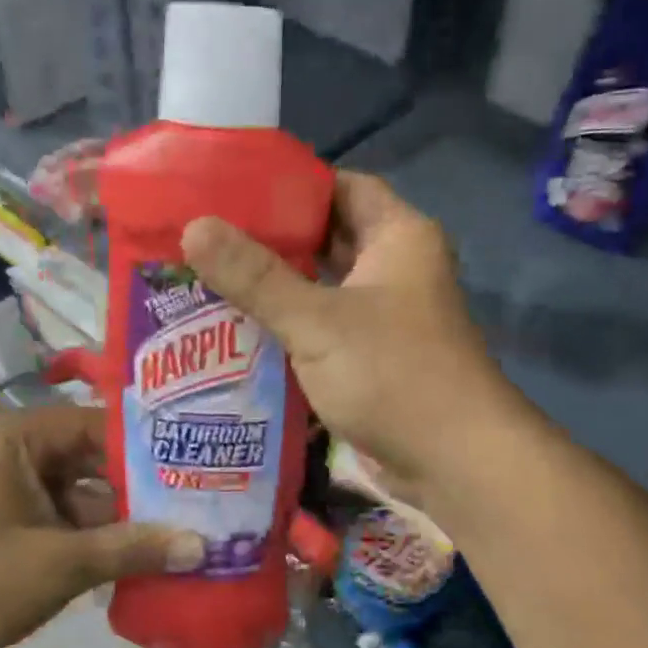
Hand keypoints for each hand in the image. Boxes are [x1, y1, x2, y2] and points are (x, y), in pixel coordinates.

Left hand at [0, 404, 202, 647]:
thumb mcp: (64, 563)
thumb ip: (134, 549)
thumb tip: (202, 547)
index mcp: (11, 439)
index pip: (91, 423)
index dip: (142, 443)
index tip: (191, 461)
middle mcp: (7, 451)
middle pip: (86, 456)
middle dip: (134, 484)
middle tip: (193, 496)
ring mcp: (4, 486)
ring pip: (76, 488)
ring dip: (117, 513)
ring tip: (178, 525)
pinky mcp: (5, 516)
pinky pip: (59, 512)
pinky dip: (92, 531)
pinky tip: (137, 550)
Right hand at [181, 173, 518, 505]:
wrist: (453, 461)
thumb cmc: (392, 374)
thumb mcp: (317, 320)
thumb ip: (255, 277)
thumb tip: (194, 228)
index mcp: (397, 238)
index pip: (341, 188)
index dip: (290, 185)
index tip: (234, 190)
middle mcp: (394, 271)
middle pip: (326, 241)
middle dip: (271, 242)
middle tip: (207, 240)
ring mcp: (384, 319)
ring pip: (321, 291)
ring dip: (275, 291)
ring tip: (209, 282)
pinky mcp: (371, 362)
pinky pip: (322, 333)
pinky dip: (288, 331)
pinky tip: (238, 334)